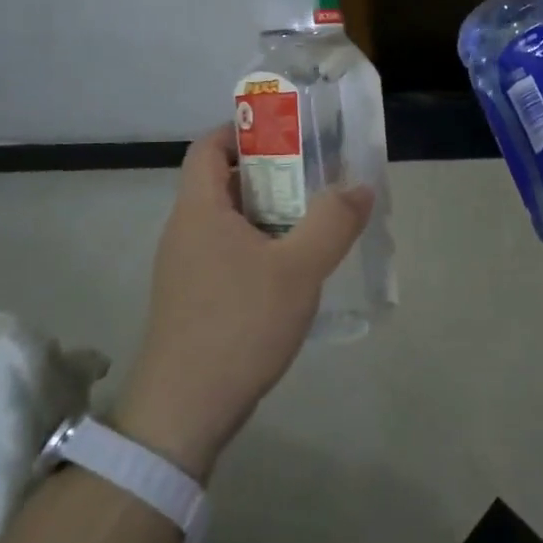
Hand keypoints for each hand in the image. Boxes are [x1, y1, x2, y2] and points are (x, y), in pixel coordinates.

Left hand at [112, 126, 373, 478]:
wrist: (183, 412)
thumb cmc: (238, 325)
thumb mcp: (299, 270)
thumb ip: (333, 222)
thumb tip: (359, 186)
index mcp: (199, 210)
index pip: (208, 146)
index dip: (242, 130)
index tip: (287, 133)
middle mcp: (184, 231)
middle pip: (222, 182)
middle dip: (269, 172)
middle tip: (315, 176)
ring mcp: (185, 269)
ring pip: (227, 221)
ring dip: (268, 212)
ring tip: (313, 220)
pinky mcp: (193, 300)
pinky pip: (227, 253)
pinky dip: (259, 246)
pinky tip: (292, 270)